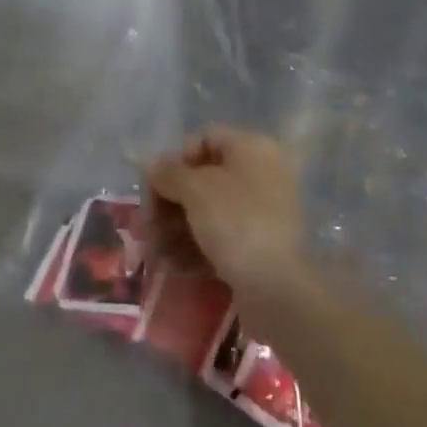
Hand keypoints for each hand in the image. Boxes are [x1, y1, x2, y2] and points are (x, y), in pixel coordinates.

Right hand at [144, 127, 307, 300]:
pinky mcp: (260, 245)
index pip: (205, 138)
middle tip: (149, 226)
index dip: (176, 159)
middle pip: (204, 176)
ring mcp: (263, 210)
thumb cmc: (235, 221)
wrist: (277, 287)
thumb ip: (169, 172)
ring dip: (178, 227)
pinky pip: (222, 236)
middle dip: (172, 201)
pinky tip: (175, 266)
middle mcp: (262, 172)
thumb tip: (152, 165)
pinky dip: (197, 247)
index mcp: (253, 147)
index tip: (156, 187)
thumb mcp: (195, 189)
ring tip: (157, 252)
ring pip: (210, 210)